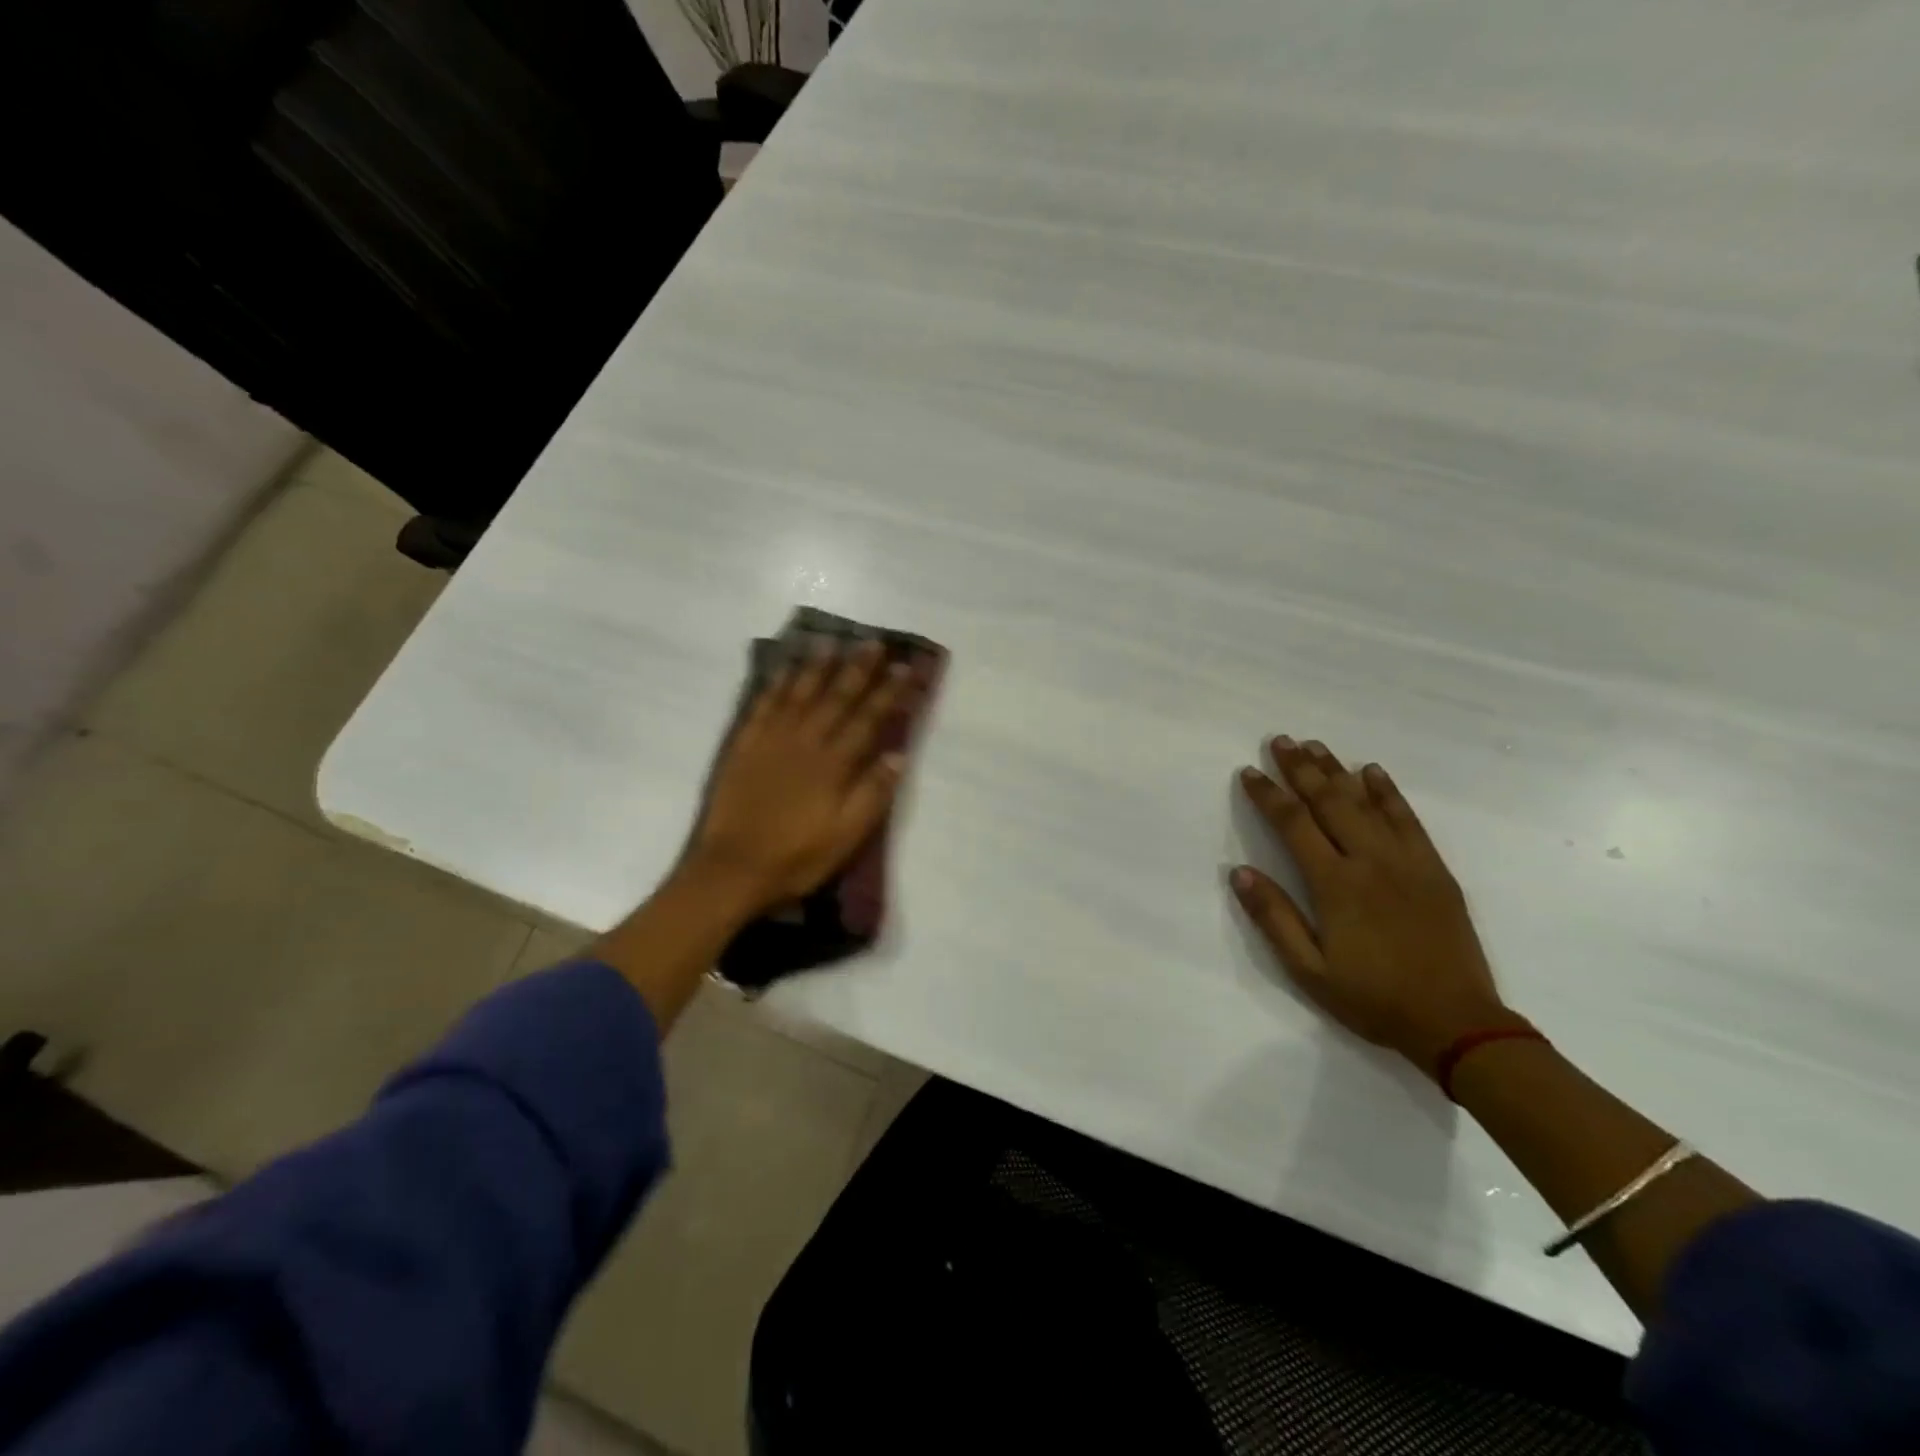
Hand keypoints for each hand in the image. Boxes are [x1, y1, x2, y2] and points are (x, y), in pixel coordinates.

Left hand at [686, 641, 912, 916]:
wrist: (732, 868)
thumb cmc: (797, 857)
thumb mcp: (847, 836)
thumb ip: (873, 793)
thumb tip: (898, 755)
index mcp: (834, 764)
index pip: (868, 718)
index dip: (888, 692)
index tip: (904, 667)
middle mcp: (805, 741)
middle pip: (836, 696)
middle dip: (858, 668)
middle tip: (873, 642)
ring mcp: (771, 739)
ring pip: (799, 692)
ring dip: (818, 666)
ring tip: (832, 642)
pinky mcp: (744, 745)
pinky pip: (763, 704)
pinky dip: (777, 683)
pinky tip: (785, 668)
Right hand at [1232, 736, 1518, 1078]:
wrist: (1456, 1023)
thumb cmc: (1373, 999)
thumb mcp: (1310, 970)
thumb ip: (1274, 918)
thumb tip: (1240, 872)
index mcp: (1335, 884)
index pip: (1293, 825)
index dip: (1269, 795)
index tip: (1249, 772)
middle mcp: (1369, 861)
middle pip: (1329, 802)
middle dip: (1301, 769)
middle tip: (1281, 740)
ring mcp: (1406, 861)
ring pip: (1366, 802)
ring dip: (1337, 770)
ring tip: (1315, 745)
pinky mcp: (1434, 869)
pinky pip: (1408, 819)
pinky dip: (1388, 792)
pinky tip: (1372, 772)